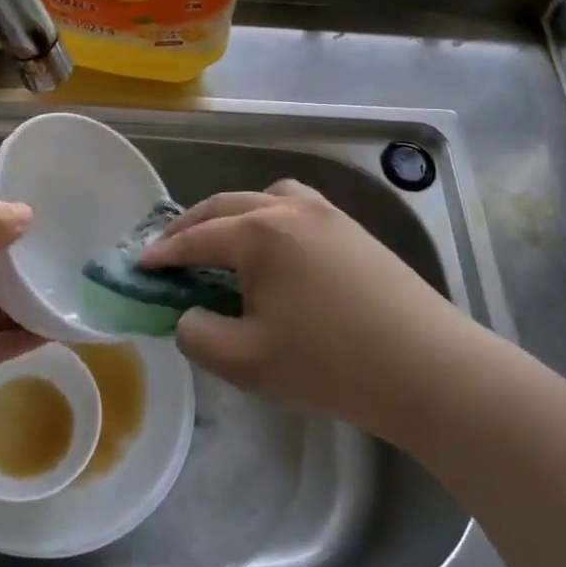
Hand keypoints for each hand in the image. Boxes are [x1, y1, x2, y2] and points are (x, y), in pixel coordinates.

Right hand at [139, 180, 483, 445]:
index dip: (163, 253)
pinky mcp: (355, 231)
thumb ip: (198, 335)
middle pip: (226, 206)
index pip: (197, 238)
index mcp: (259, 233)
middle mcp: (290, 209)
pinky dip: (271, 218)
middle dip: (191, 226)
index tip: (137, 265)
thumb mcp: (244, 361)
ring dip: (234, 215)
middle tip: (166, 250)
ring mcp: (328, 215)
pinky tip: (277, 251)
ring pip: (266, 198)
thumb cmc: (329, 364)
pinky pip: (298, 209)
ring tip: (223, 243)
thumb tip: (189, 315)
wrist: (428, 368)